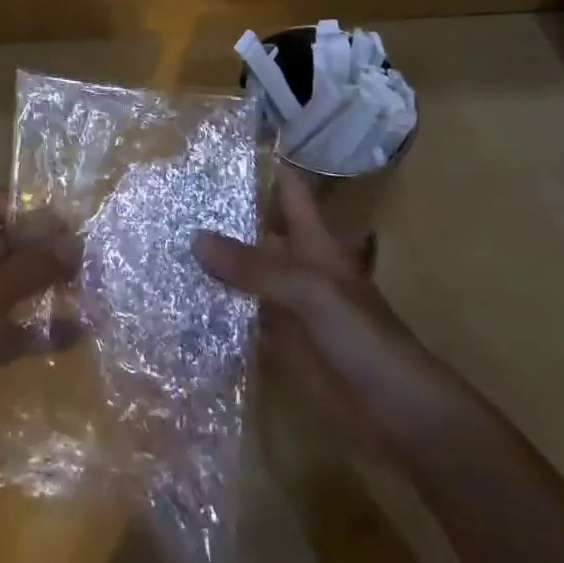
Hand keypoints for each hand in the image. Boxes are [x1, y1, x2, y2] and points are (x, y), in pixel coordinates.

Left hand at [0, 186, 80, 470]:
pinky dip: (44, 326)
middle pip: (9, 242)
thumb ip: (35, 264)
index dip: (29, 210)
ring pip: (17, 283)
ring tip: (91, 291)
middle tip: (90, 260)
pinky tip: (77, 332)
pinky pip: (19, 323)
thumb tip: (78, 243)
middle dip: (47, 250)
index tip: (69, 227)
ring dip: (51, 285)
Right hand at [191, 169, 460, 463]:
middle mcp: (296, 265)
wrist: (399, 415)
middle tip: (170, 196)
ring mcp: (287, 305)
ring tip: (164, 240)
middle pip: (257, 229)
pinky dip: (215, 307)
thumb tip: (194, 238)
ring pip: (245, 273)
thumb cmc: (363, 336)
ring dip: (213, 262)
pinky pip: (242, 316)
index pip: (287, 189)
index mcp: (312, 240)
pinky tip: (179, 298)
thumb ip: (254, 267)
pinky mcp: (280, 343)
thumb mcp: (310, 291)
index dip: (262, 164)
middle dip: (221, 214)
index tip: (218, 148)